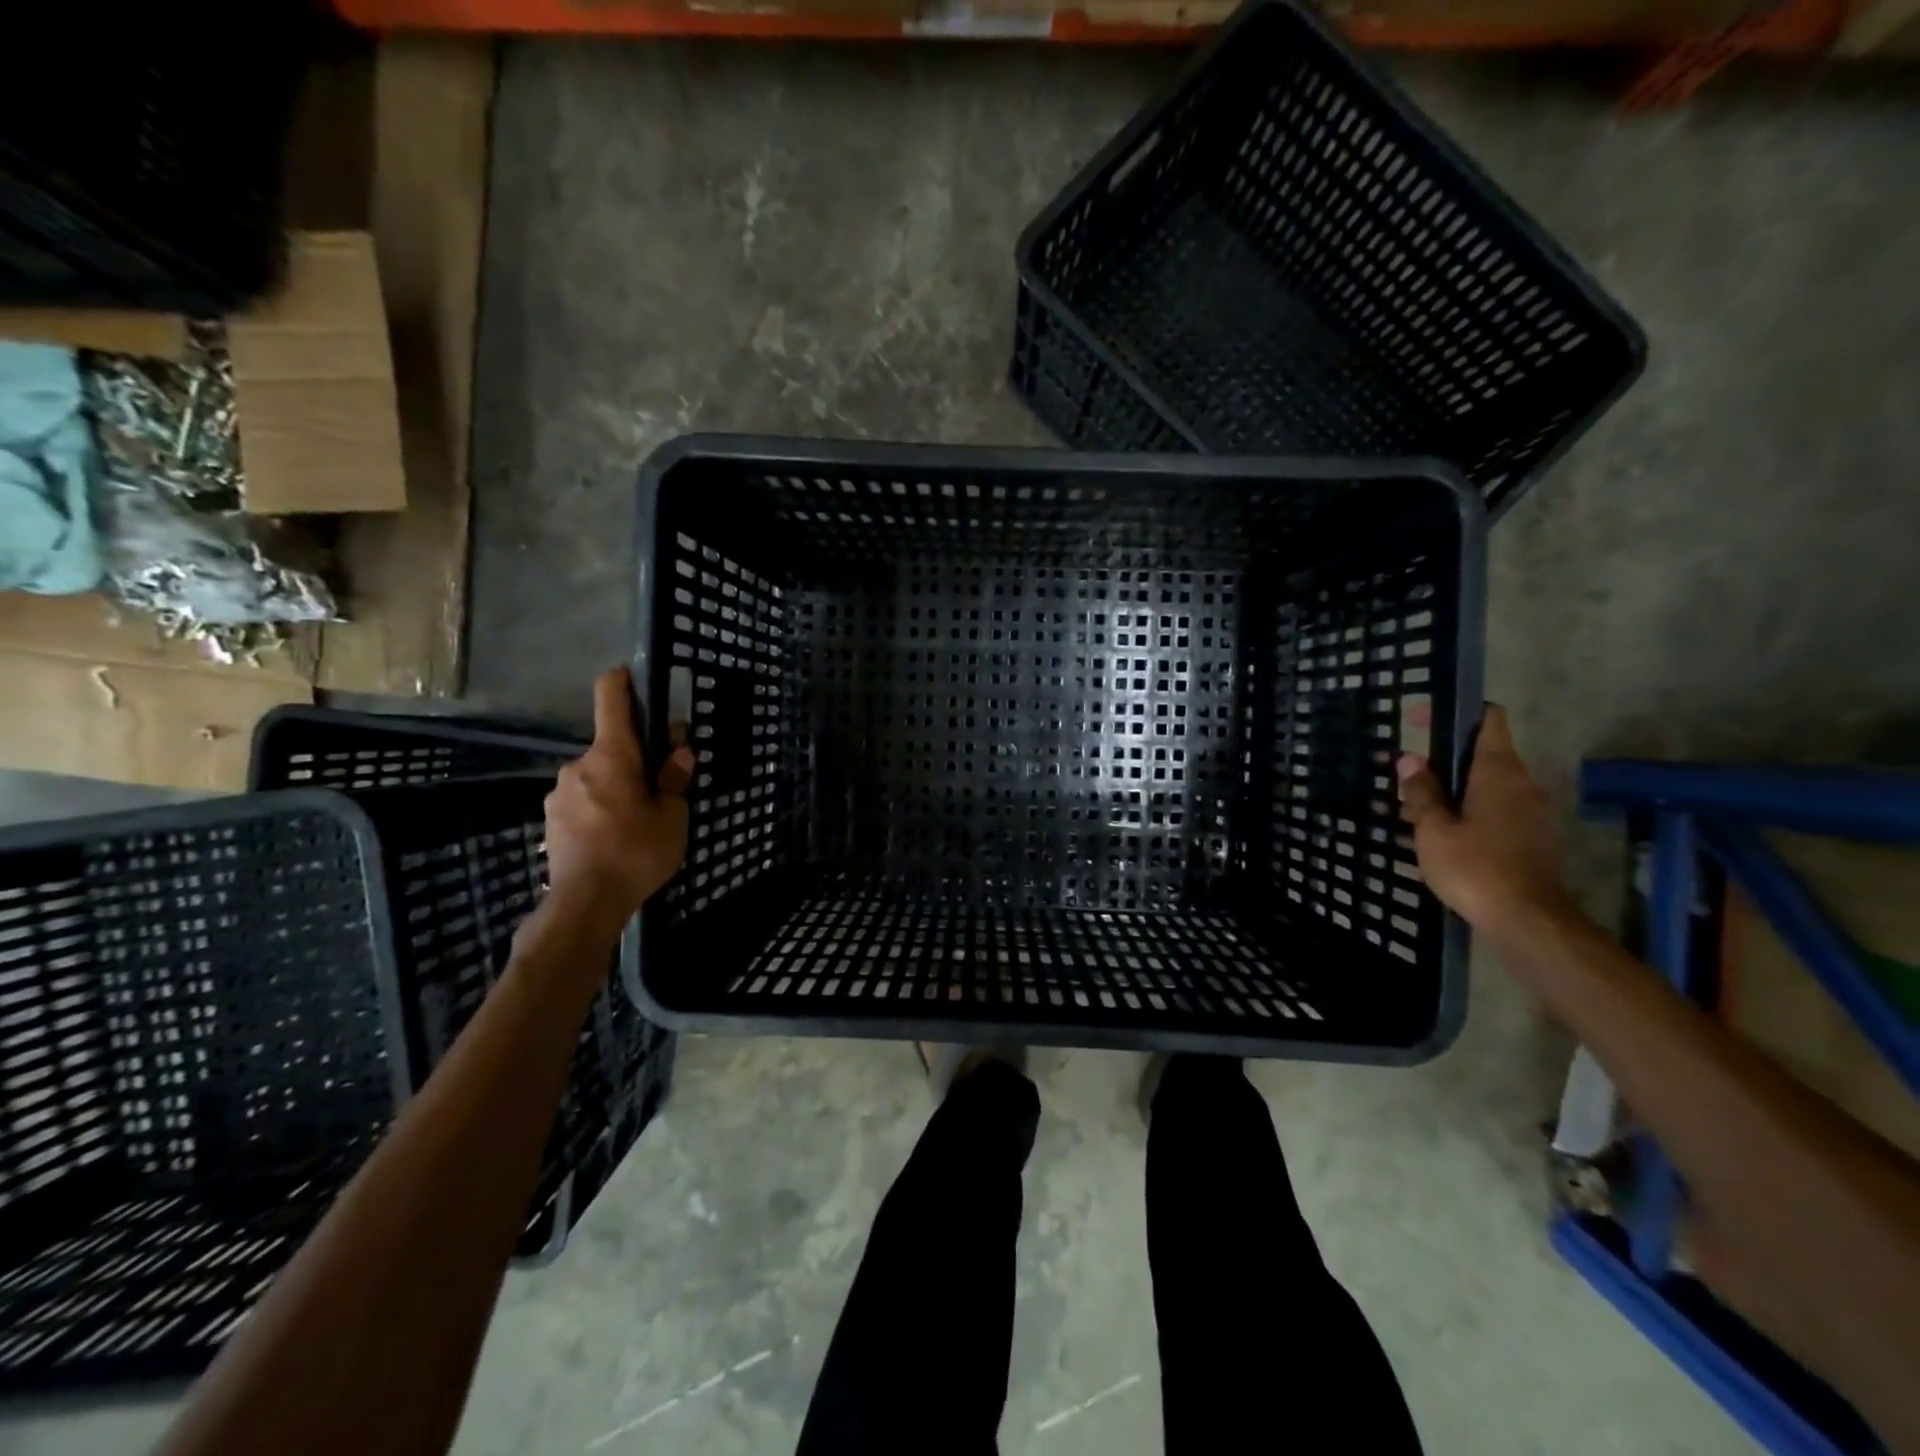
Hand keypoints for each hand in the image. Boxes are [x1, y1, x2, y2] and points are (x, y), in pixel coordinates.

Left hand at [542, 666, 695, 927]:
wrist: (584, 904)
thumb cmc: (636, 852)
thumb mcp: (672, 816)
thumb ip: (674, 778)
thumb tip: (679, 750)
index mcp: (612, 756)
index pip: (610, 699)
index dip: (622, 682)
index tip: (635, 678)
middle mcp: (578, 765)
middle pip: (612, 746)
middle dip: (637, 758)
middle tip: (662, 785)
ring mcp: (559, 793)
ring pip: (597, 776)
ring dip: (618, 786)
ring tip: (640, 820)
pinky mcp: (551, 819)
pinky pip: (583, 800)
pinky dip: (602, 807)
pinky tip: (616, 837)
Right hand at [1396, 703, 1576, 933]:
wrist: (1529, 921)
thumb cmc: (1475, 867)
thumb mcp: (1433, 828)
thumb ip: (1422, 791)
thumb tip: (1410, 759)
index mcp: (1499, 771)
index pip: (1488, 719)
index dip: (1453, 712)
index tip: (1418, 721)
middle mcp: (1521, 783)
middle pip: (1480, 755)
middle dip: (1440, 762)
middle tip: (1402, 779)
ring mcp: (1531, 812)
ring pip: (1484, 786)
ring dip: (1449, 791)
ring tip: (1409, 813)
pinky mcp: (1532, 837)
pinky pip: (1494, 810)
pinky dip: (1465, 812)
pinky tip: (1437, 836)